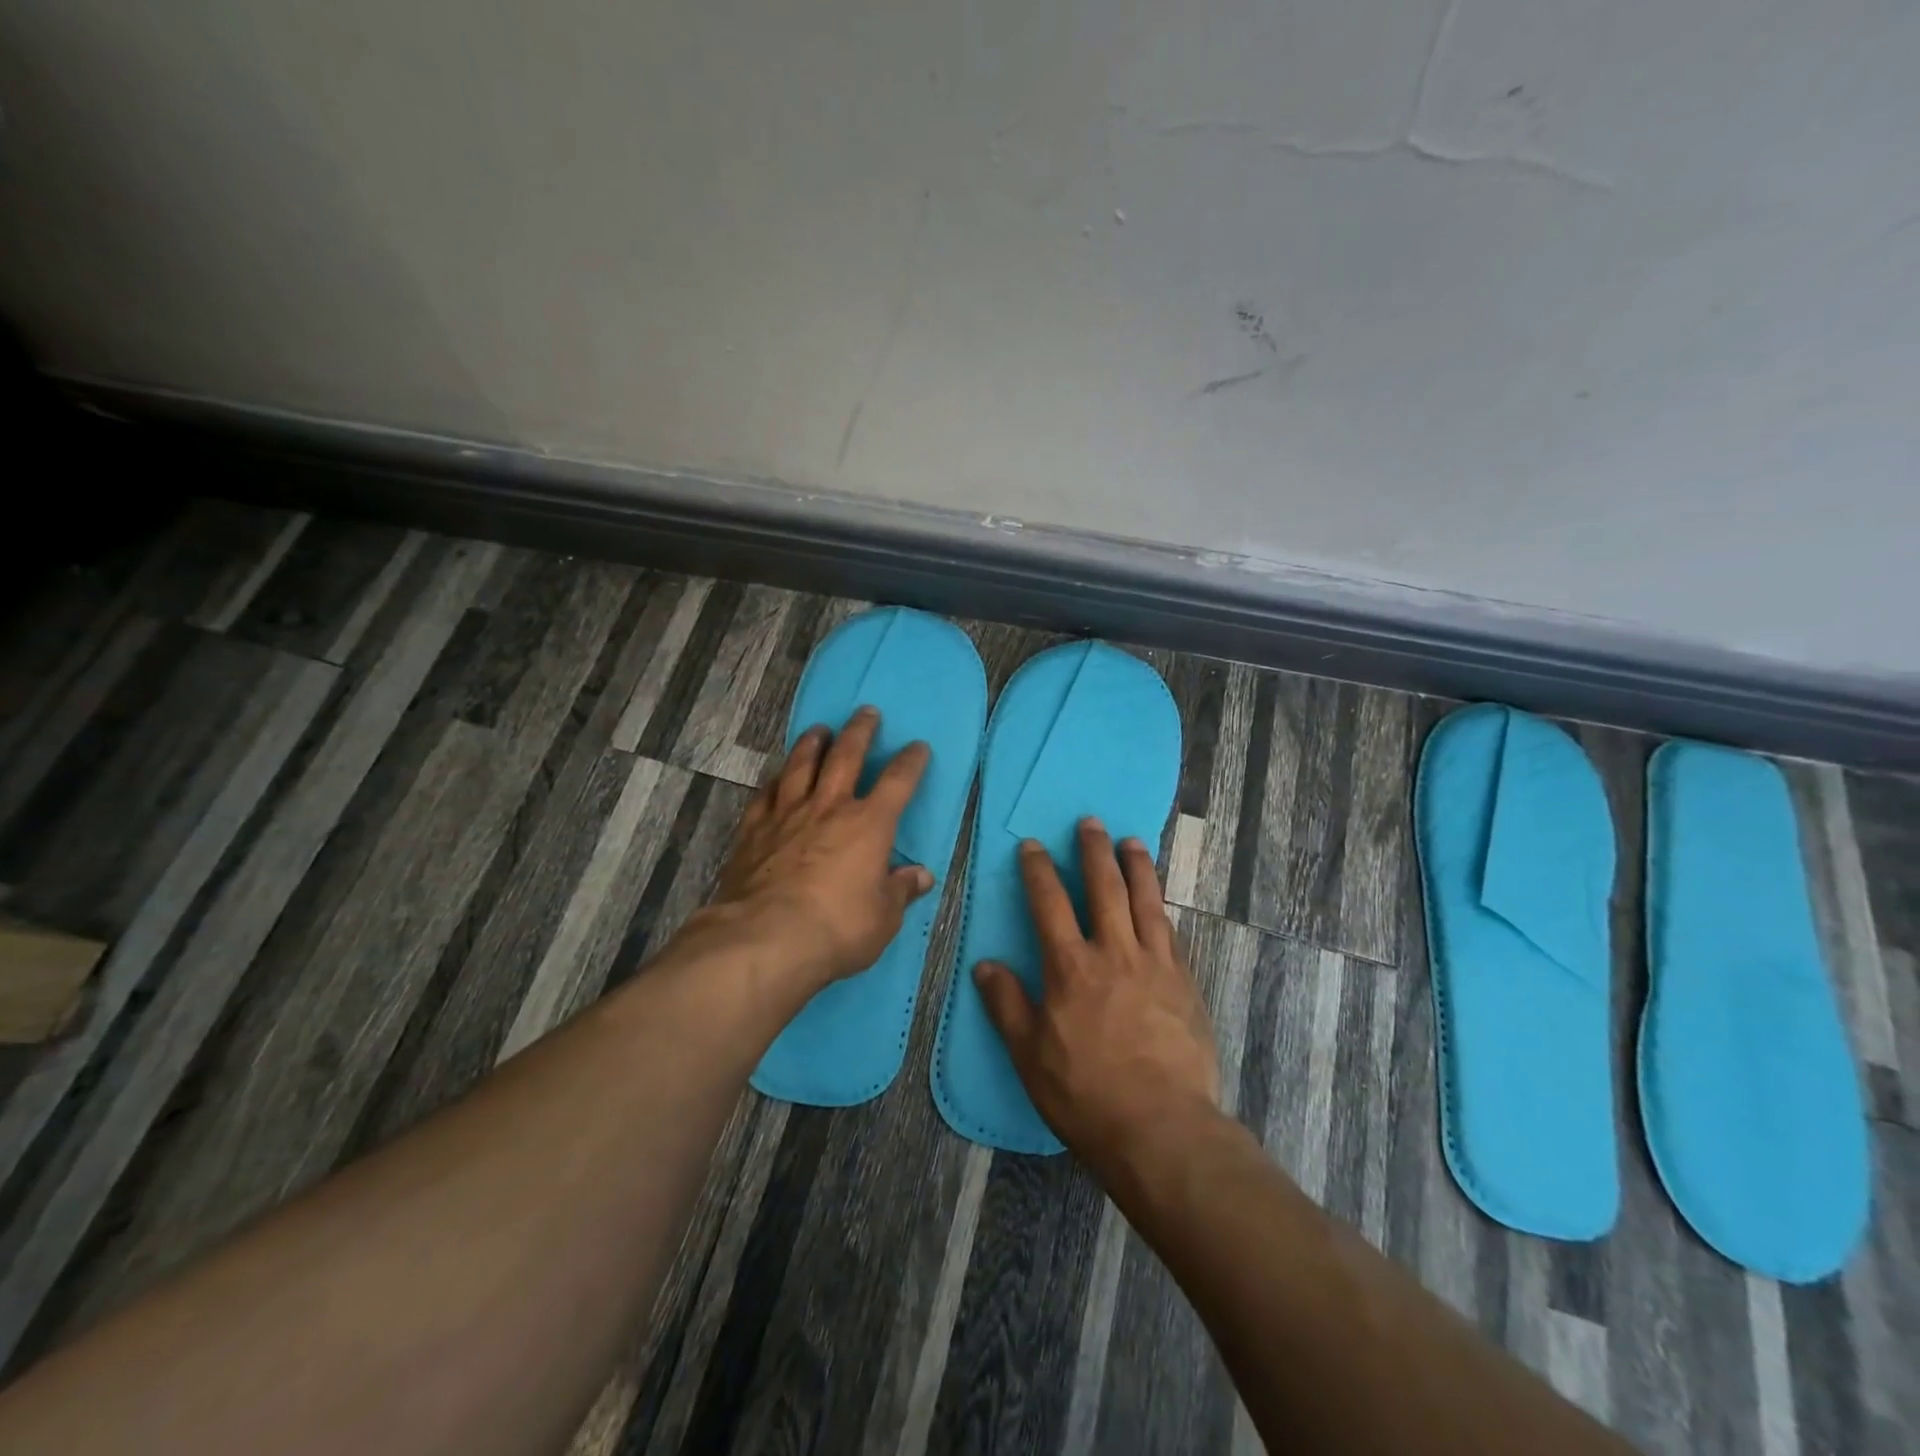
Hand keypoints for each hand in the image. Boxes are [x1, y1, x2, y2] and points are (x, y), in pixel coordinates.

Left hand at [706, 706, 934, 990]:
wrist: (765, 937)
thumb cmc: (836, 927)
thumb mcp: (882, 917)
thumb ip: (900, 891)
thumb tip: (921, 876)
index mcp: (869, 824)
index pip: (897, 782)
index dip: (910, 761)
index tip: (918, 746)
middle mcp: (829, 807)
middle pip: (846, 756)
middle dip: (860, 731)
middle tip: (866, 712)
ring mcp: (788, 814)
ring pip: (801, 765)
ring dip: (813, 743)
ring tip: (819, 729)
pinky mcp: (754, 829)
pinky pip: (766, 793)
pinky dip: (774, 780)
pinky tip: (776, 775)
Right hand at [974, 819, 1220, 1172]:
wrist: (1162, 1126)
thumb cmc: (1086, 1093)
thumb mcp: (1030, 1055)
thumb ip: (1007, 1005)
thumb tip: (985, 965)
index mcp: (1071, 967)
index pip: (1049, 903)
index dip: (1039, 870)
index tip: (1033, 845)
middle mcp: (1114, 953)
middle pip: (1104, 888)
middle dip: (1094, 851)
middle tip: (1090, 823)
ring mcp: (1154, 964)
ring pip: (1145, 901)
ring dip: (1136, 866)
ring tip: (1131, 841)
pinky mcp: (1184, 982)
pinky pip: (1170, 932)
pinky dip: (1161, 907)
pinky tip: (1159, 899)